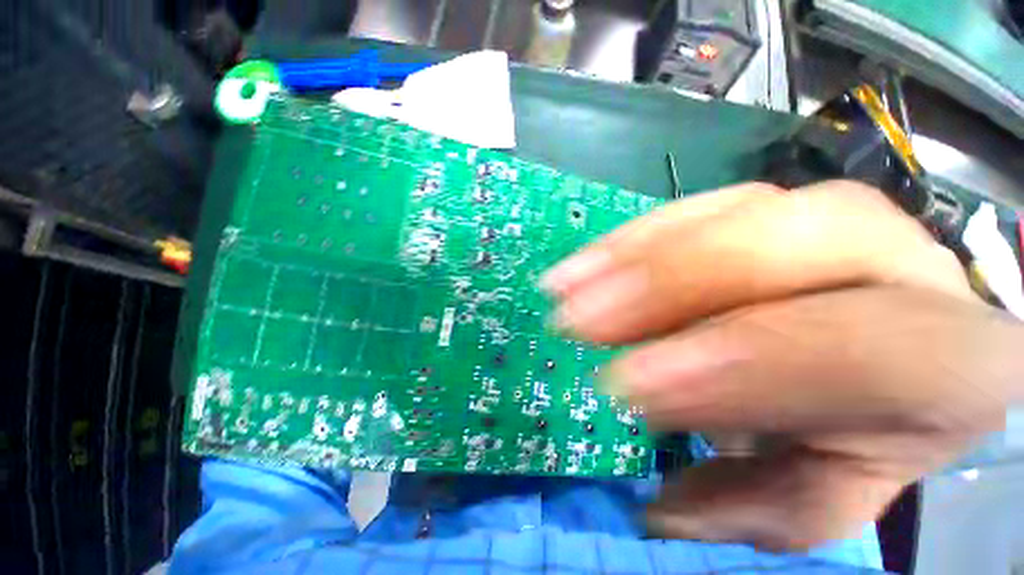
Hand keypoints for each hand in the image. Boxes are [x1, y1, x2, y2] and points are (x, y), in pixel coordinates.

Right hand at [541, 181, 1021, 550]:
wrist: (905, 342)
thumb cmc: (883, 426)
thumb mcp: (840, 486)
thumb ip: (767, 501)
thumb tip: (661, 507)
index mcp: (946, 353)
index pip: (848, 351)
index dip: (725, 366)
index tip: (622, 385)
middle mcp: (896, 259)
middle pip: (776, 250)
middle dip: (661, 286)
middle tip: (577, 320)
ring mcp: (828, 215)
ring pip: (724, 216)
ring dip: (628, 255)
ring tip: (564, 286)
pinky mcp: (769, 205)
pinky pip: (694, 209)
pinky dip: (631, 238)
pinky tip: (585, 263)